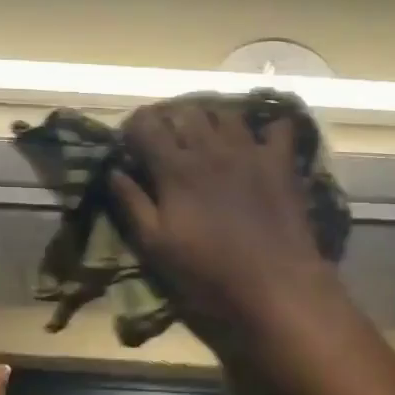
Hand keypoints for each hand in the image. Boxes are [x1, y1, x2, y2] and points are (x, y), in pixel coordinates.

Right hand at [109, 99, 341, 352]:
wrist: (274, 283)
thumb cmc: (208, 272)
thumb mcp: (157, 246)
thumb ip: (133, 204)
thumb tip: (113, 171)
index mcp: (176, 169)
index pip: (147, 125)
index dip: (134, 126)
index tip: (131, 140)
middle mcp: (211, 149)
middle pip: (186, 111)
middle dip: (171, 118)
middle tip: (169, 138)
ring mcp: (249, 151)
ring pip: (226, 113)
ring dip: (212, 119)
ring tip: (209, 136)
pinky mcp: (281, 162)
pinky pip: (278, 127)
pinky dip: (268, 128)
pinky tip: (261, 140)